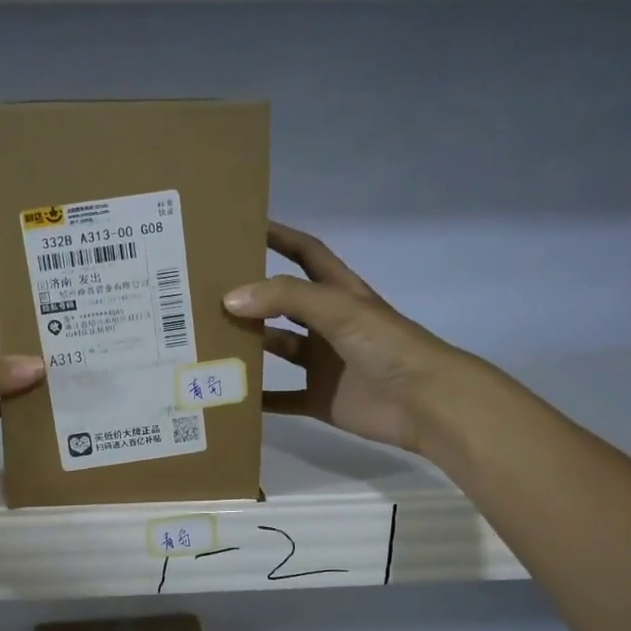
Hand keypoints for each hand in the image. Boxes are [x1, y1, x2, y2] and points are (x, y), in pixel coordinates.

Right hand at [226, 223, 469, 454]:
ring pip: (278, 349)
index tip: (241, 229)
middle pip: (282, 304)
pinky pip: (281, 398)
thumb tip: (230, 299)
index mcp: (339, 293)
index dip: (279, 238)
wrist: (423, 402)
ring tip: (207, 340)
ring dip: (248, 346)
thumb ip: (287, 298)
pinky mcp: (319, 399)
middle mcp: (328, 324)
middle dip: (250, 297)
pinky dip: (257, 398)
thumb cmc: (386, 345)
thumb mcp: (338, 309)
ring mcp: (323, 363)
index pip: (305, 254)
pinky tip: (228, 394)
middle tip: (206, 292)